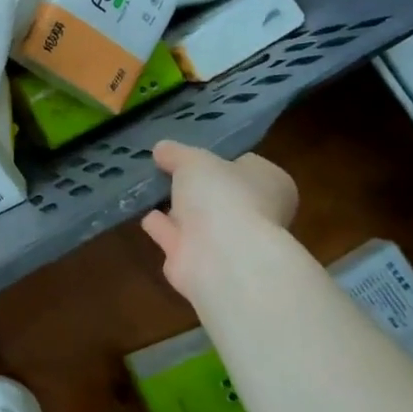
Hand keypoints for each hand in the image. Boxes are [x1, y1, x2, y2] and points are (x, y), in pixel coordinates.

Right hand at [140, 140, 297, 297]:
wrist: (222, 259)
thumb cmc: (222, 196)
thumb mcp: (194, 160)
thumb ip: (176, 153)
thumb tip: (162, 149)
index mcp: (269, 183)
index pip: (245, 164)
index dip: (217, 157)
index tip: (189, 152)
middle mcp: (255, 212)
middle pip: (219, 193)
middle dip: (193, 186)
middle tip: (163, 169)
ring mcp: (228, 241)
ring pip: (197, 218)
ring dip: (175, 207)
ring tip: (147, 189)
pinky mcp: (200, 262)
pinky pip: (176, 237)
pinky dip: (161, 227)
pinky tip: (143, 214)